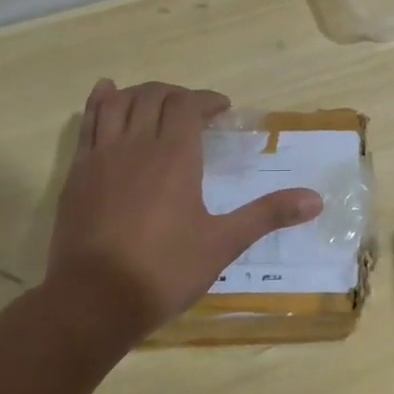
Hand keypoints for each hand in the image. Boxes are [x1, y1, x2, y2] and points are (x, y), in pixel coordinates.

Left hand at [44, 79, 323, 350]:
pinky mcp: (77, 173)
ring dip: (141, 93)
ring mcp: (101, 157)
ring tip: (157, 101)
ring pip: (118, 103)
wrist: (94, 301)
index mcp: (175, 157)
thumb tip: (317, 199)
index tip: (223, 110)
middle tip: (195, 110)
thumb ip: (268, 214)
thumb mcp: (224, 243)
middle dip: (177, 94)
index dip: (207, 100)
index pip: (188, 106)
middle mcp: (136, 145)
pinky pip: (87, 123)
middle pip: (154, 97)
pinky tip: (106, 93)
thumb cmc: (165, 270)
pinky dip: (99, 102)